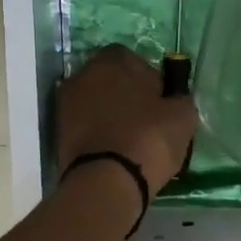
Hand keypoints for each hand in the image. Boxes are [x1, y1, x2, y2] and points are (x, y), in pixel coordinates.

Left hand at [55, 45, 198, 192]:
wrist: (106, 181)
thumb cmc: (148, 138)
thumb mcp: (182, 116)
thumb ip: (178, 98)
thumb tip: (173, 99)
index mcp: (112, 60)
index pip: (133, 59)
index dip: (148, 78)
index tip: (160, 101)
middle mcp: (83, 75)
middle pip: (109, 80)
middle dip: (125, 95)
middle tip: (146, 120)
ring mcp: (66, 104)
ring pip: (95, 104)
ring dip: (109, 116)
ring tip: (130, 140)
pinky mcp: (58, 133)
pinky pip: (85, 127)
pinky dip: (97, 134)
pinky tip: (114, 152)